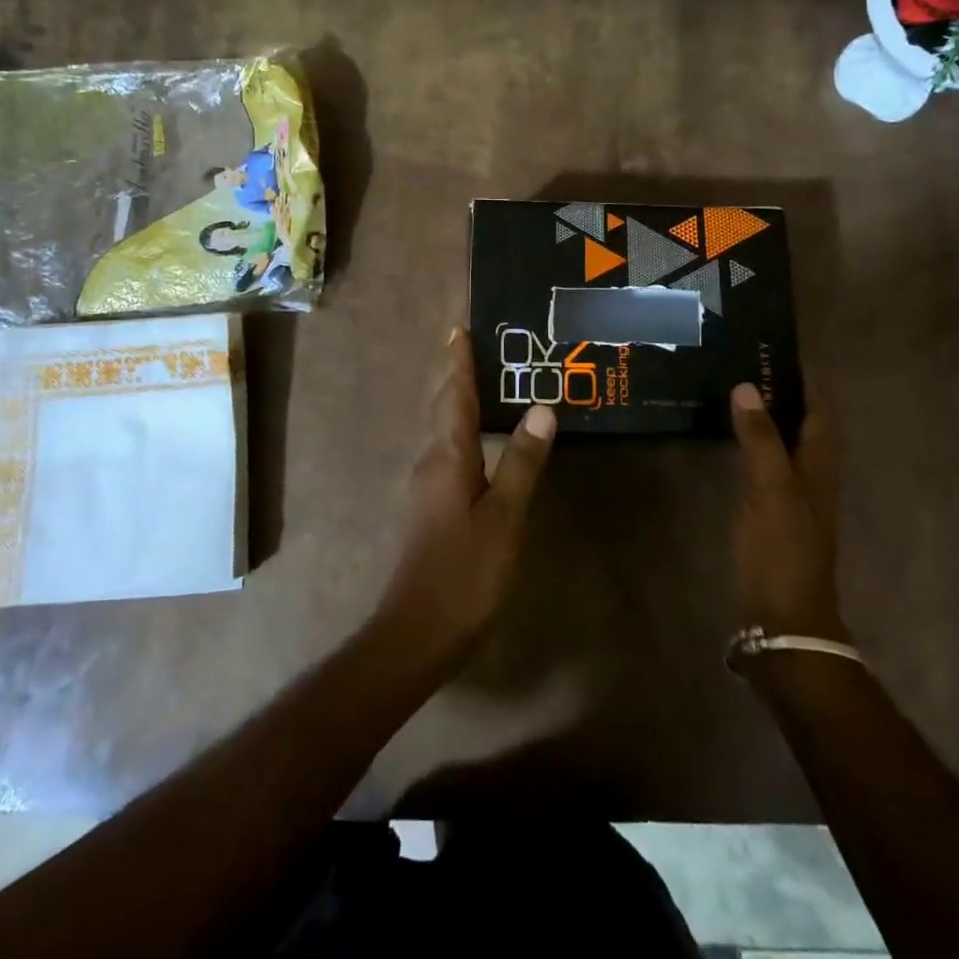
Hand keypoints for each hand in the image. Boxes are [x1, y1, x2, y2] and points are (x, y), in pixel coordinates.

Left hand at [373, 328, 556, 674]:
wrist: (417, 632)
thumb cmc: (464, 572)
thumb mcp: (504, 516)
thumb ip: (522, 461)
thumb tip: (542, 407)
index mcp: (447, 455)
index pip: (453, 395)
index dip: (458, 361)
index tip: (459, 326)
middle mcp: (430, 461)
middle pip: (443, 406)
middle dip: (457, 374)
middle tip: (477, 345)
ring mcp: (425, 485)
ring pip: (443, 430)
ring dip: (458, 401)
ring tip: (484, 383)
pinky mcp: (429, 507)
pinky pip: (447, 452)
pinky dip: (462, 431)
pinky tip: (481, 442)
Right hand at [730, 380, 846, 640]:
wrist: (783, 617)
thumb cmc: (782, 549)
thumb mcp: (771, 489)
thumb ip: (760, 438)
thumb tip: (747, 386)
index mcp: (820, 464)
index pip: (819, 409)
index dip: (804, 379)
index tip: (776, 348)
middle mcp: (812, 474)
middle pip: (803, 421)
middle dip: (781, 391)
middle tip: (745, 361)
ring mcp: (794, 494)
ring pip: (785, 441)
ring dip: (766, 415)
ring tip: (734, 388)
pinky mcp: (774, 511)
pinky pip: (767, 462)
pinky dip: (754, 441)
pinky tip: (729, 436)